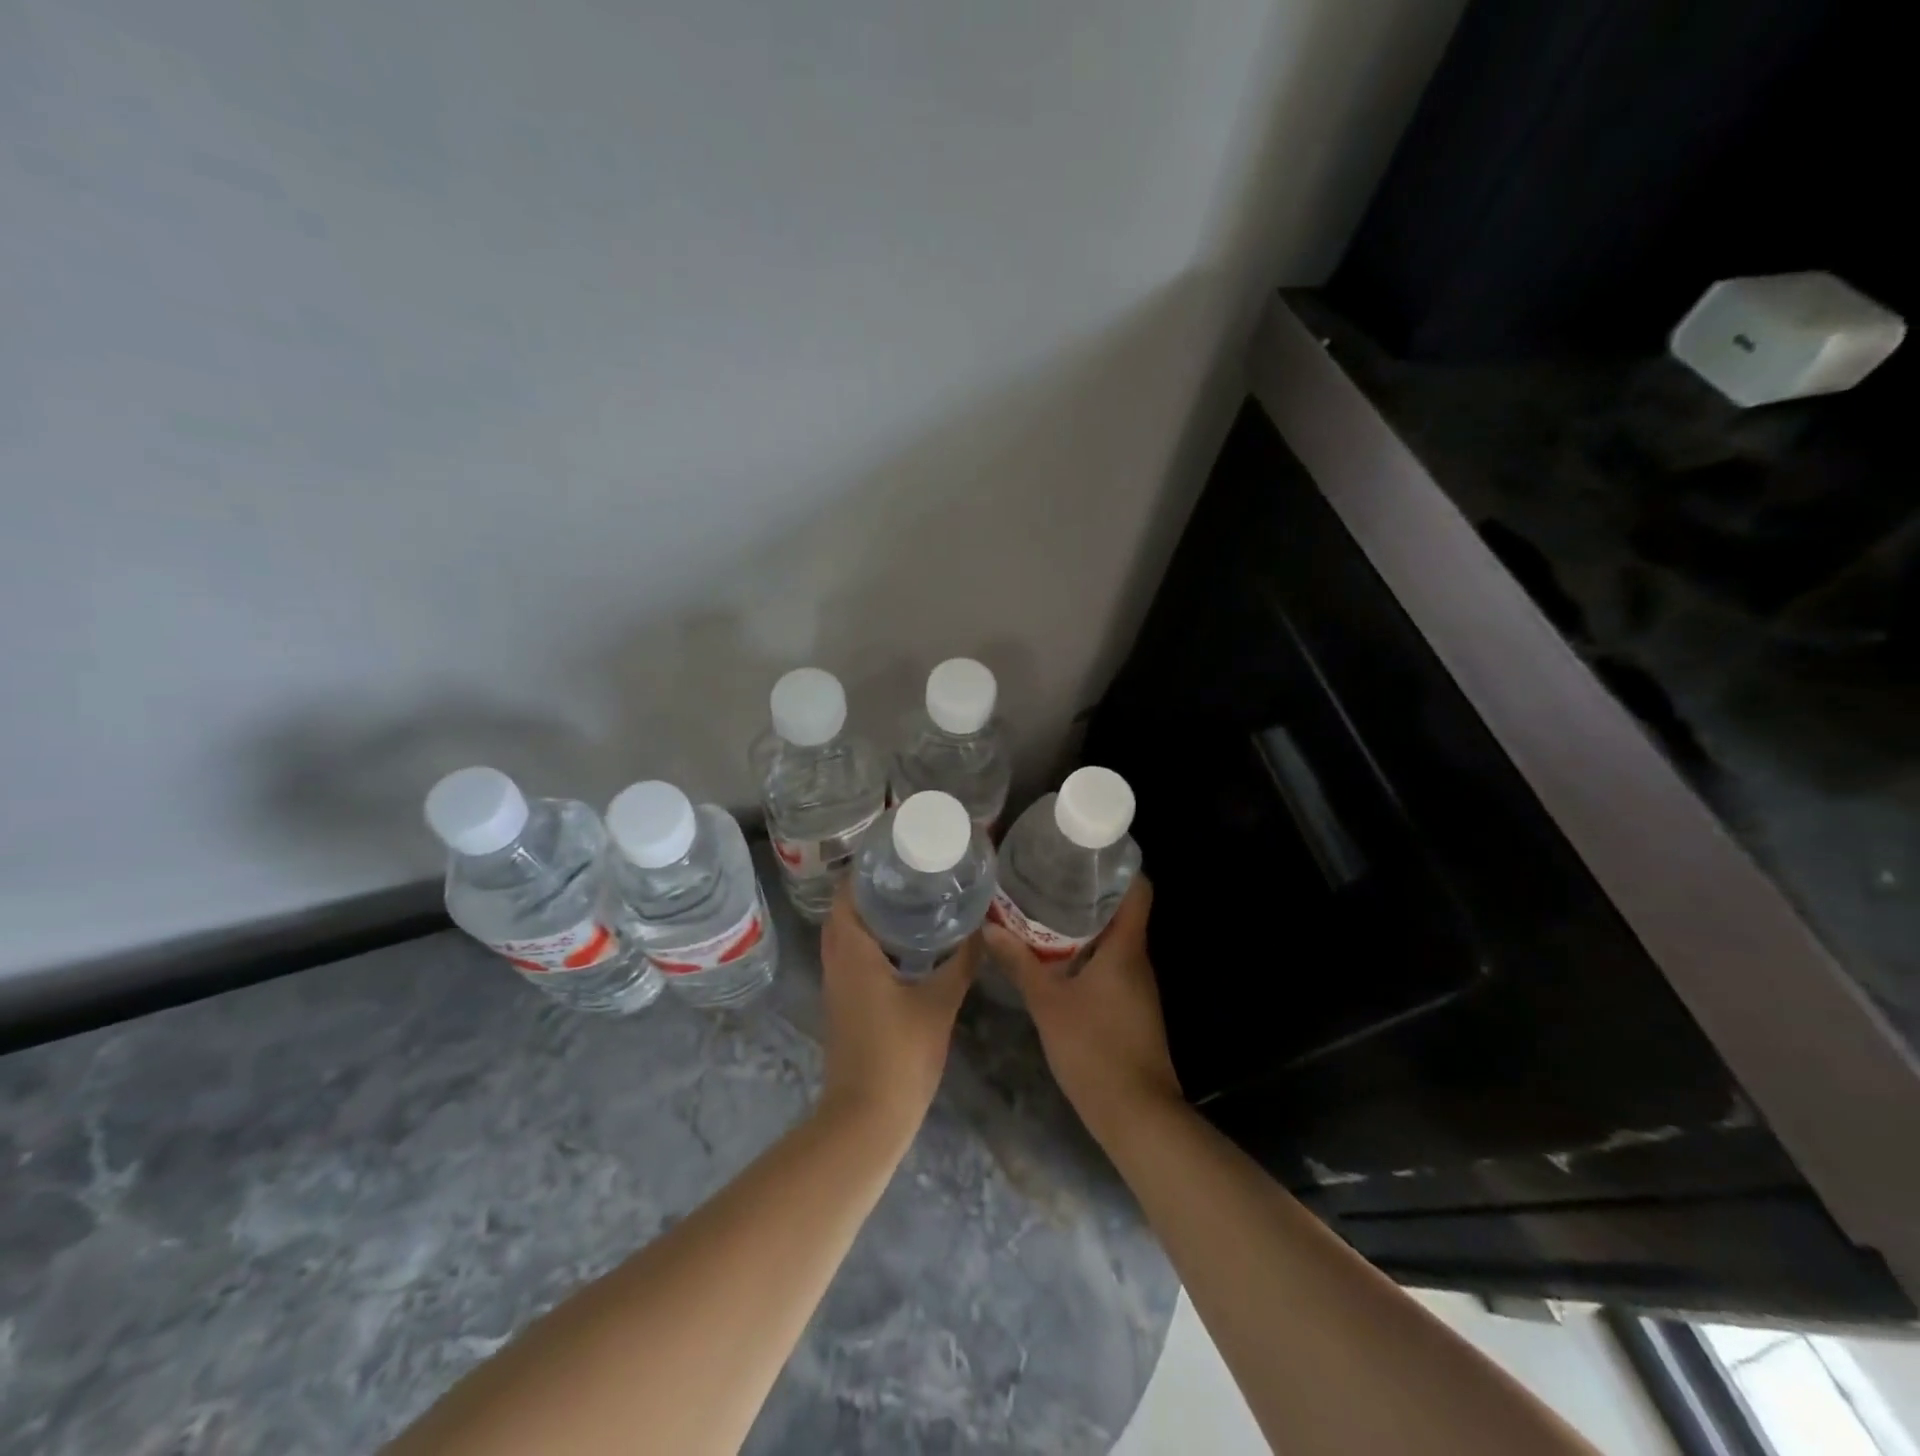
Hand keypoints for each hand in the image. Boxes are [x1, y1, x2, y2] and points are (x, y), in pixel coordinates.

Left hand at [817, 885, 972, 1137]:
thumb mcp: (940, 1002)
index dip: (866, 870)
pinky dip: (872, 941)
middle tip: (910, 873)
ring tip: (912, 899)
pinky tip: (907, 944)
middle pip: (845, 911)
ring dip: (871, 916)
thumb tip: (985, 928)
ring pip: (847, 935)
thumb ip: (962, 962)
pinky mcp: (844, 1003)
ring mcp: (837, 984)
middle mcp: (837, 961)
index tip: (897, 854)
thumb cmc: (900, 1054)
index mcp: (852, 952)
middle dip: (873, 889)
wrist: (867, 1117)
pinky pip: (852, 956)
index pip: (847, 894)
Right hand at [983, 878, 1180, 1137]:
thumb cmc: (1094, 1049)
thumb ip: (1020, 963)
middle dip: (1088, 892)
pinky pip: (1111, 964)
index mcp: (1126, 947)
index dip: (1119, 865)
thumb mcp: (1048, 1003)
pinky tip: (1056, 956)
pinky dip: (1087, 953)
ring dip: (1084, 924)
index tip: (1085, 852)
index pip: (1138, 889)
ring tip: (1044, 908)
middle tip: (1049, 876)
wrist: (1136, 1114)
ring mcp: (1137, 985)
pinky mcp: (1131, 1006)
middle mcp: (1137, 959)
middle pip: (1122, 910)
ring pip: (1114, 939)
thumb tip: (990, 928)